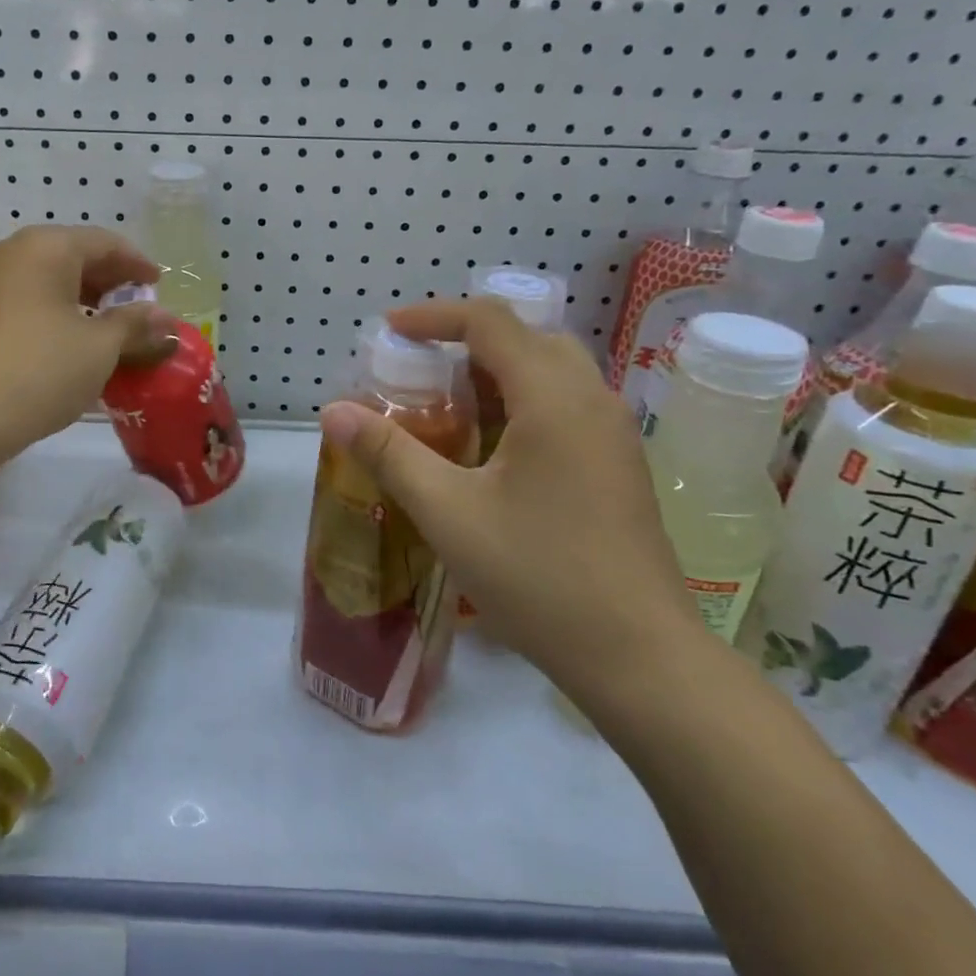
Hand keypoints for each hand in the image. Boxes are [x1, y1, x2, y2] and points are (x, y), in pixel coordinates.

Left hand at [0, 226, 169, 457]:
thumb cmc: (42, 368)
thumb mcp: (101, 347)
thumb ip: (135, 325)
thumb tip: (164, 319)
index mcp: (47, 247)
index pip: (104, 242)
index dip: (137, 263)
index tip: (159, 284)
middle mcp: (15, 254)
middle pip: (76, 256)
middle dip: (112, 282)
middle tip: (141, 308)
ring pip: (53, 280)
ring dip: (88, 300)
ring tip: (115, 328)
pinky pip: (33, 301)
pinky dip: (62, 313)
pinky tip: (80, 342)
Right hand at [319, 299, 707, 702]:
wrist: (641, 660)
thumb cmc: (539, 577)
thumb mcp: (448, 513)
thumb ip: (388, 454)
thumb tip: (334, 410)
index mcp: (554, 398)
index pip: (491, 322)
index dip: (435, 316)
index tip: (388, 331)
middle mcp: (593, 401)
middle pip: (526, 338)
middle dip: (466, 340)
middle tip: (418, 369)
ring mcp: (613, 435)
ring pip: (551, 372)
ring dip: (496, 372)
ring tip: (447, 405)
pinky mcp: (619, 466)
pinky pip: (565, 405)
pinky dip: (521, 402)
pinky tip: (490, 449)